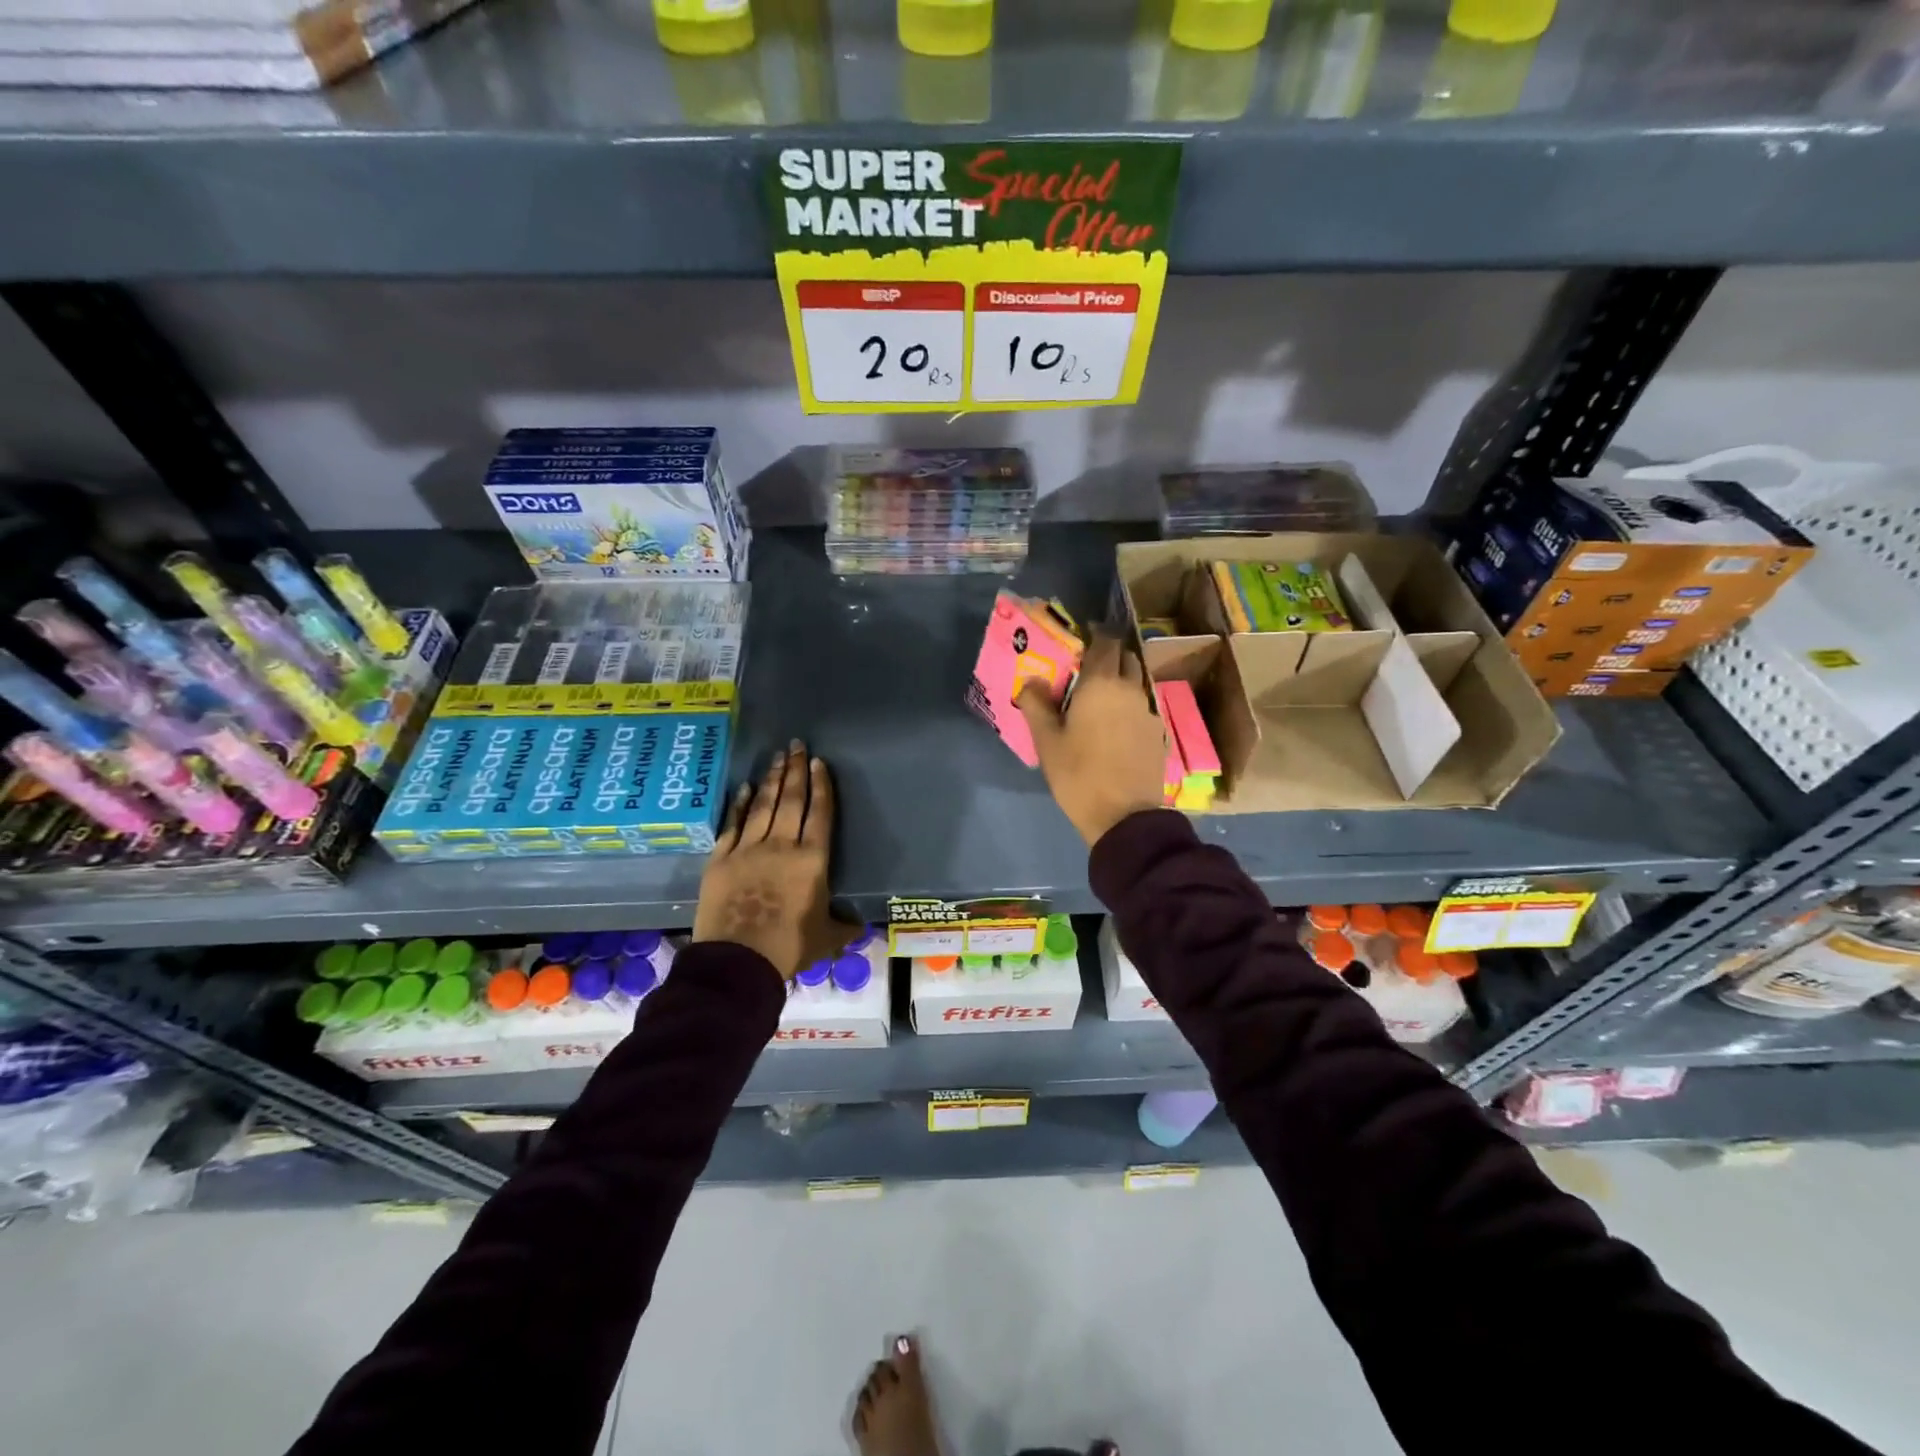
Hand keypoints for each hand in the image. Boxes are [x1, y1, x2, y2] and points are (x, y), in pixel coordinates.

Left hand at [693, 740, 857, 979]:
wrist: (738, 961)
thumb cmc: (789, 948)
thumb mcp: (827, 939)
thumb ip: (845, 928)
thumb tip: (862, 928)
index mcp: (812, 860)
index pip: (820, 814)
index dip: (821, 786)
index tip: (818, 762)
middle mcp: (781, 845)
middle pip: (791, 800)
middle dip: (795, 770)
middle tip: (796, 745)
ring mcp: (748, 849)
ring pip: (762, 805)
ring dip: (770, 779)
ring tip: (776, 757)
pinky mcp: (720, 859)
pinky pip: (732, 824)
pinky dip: (738, 804)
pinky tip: (743, 788)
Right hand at [1017, 632, 1167, 846]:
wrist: (1124, 817)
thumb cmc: (1079, 775)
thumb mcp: (1047, 741)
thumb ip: (1036, 705)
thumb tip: (1031, 681)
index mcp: (1102, 683)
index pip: (1105, 641)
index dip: (1094, 636)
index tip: (1080, 641)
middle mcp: (1130, 689)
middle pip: (1126, 657)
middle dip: (1109, 655)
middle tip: (1087, 670)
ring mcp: (1149, 711)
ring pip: (1136, 682)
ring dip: (1121, 681)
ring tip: (1100, 698)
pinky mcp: (1158, 733)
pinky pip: (1143, 706)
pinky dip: (1130, 705)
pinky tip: (1116, 725)